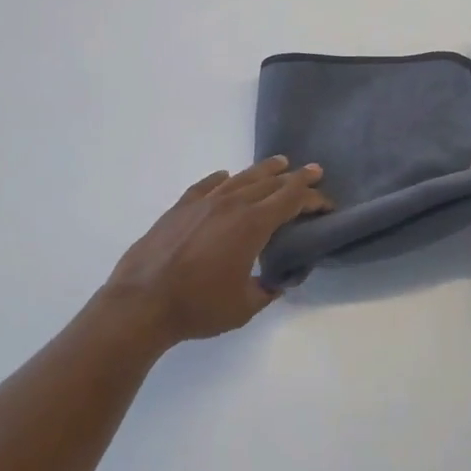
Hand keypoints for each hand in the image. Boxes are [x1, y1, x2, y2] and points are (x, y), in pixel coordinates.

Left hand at [102, 157, 331, 345]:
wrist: (142, 301)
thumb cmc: (199, 307)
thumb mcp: (244, 306)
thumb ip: (267, 290)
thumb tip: (280, 280)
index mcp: (252, 225)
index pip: (291, 201)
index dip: (313, 198)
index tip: (327, 202)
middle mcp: (231, 204)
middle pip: (270, 183)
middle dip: (295, 178)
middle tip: (312, 171)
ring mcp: (203, 202)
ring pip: (240, 178)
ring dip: (263, 170)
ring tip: (279, 163)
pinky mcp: (180, 207)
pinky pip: (207, 184)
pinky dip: (221, 178)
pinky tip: (226, 176)